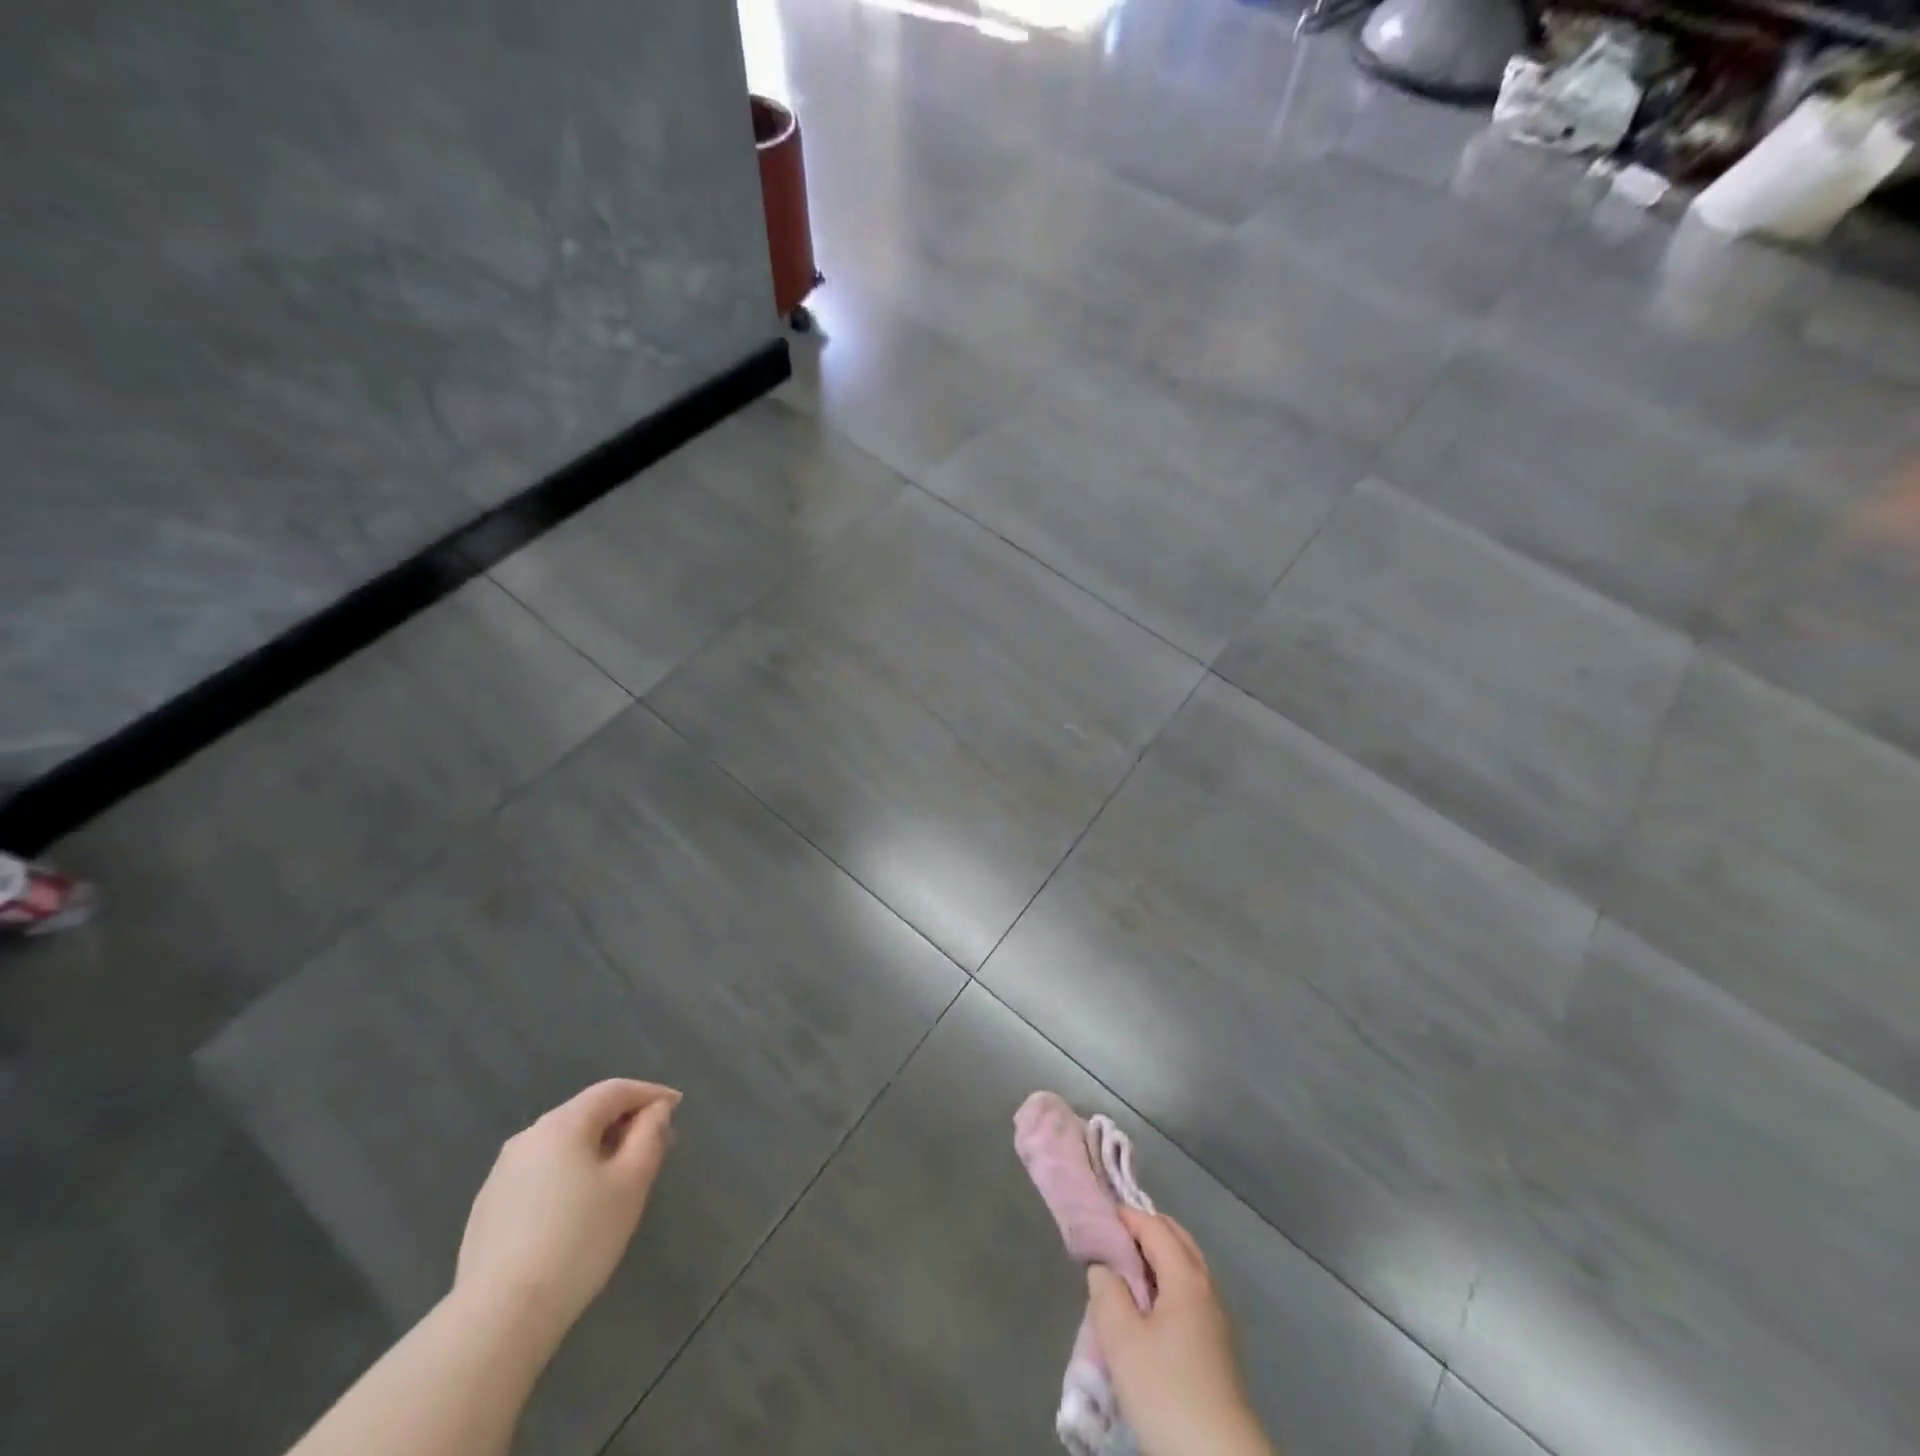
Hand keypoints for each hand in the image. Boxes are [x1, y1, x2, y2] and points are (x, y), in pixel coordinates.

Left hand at [453, 1079, 679, 1351]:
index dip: (650, 1093)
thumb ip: (649, 1136)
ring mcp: (502, 1173)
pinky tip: (578, 1207)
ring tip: (621, 1176)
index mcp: (563, 1124)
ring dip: (597, 1148)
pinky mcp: (488, 1208)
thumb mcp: (631, 1183)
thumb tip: (656, 1110)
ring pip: (562, 1145)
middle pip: (587, 1114)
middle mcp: (528, 1137)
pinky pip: (541, 1173)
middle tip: (656, 1144)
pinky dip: (569, 1174)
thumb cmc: (578, 1240)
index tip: (677, 1107)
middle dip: (625, 1122)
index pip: (615, 1090)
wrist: (498, 1318)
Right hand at [1087, 1208, 1273, 1455]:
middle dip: (1144, 1230)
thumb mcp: (1122, 1340)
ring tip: (1124, 1274)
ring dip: (1157, 1259)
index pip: (1154, 1226)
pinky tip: (1148, 1310)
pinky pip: (1190, 1294)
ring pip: (1185, 1268)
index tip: (1096, 1217)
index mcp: (1186, 1277)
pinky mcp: (1219, 1348)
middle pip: (1176, 1240)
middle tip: (1110, 1239)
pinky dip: (1167, 1283)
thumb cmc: (1167, 1391)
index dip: (1125, 1216)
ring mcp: (1218, 1319)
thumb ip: (1107, 1292)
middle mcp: (1207, 1288)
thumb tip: (1104, 1267)